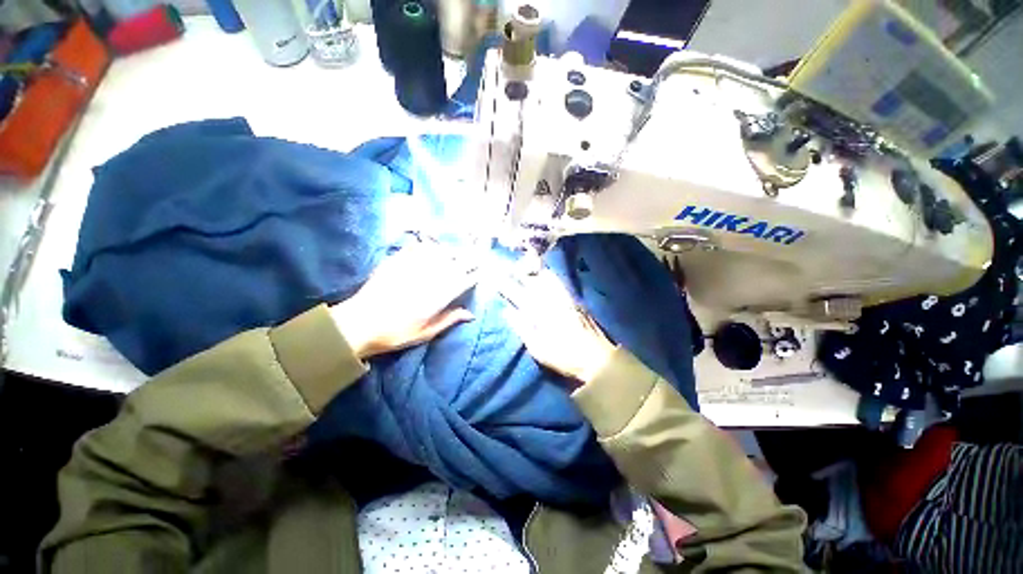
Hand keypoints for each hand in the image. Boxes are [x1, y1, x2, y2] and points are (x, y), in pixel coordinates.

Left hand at [331, 243, 477, 357]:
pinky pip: (419, 246)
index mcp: (441, 294)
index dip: (476, 274)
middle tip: (476, 258)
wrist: (360, 323)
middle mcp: (432, 275)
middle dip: (470, 259)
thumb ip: (450, 319)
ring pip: (442, 251)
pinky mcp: (399, 259)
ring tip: (456, 252)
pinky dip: (429, 245)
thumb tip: (471, 314)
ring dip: (452, 251)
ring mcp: (415, 265)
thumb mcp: (427, 332)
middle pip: (458, 262)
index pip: (466, 279)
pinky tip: (431, 247)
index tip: (481, 272)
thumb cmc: (396, 332)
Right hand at [502, 269, 614, 384]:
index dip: (505, 285)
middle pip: (532, 281)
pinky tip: (546, 275)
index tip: (494, 277)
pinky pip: (559, 282)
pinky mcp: (574, 300)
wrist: (597, 358)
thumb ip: (522, 328)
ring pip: (546, 278)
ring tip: (525, 268)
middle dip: (519, 273)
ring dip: (534, 272)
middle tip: (509, 268)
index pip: (518, 294)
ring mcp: (565, 298)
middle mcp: (552, 300)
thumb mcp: (538, 348)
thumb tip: (507, 311)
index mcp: (540, 313)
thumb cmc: (564, 357)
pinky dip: (549, 277)